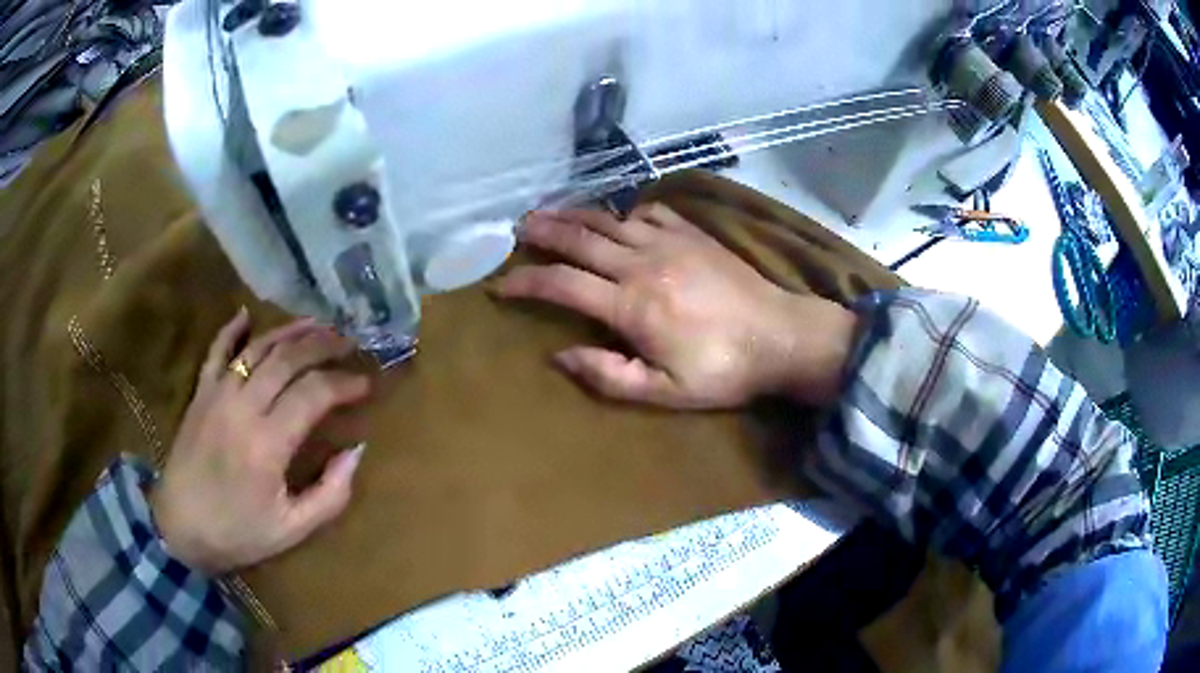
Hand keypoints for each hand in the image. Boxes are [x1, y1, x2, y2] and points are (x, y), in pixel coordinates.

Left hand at [149, 309, 370, 574]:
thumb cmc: (237, 533)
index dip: (344, 384)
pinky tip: (246, 314)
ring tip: (317, 324)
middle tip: (350, 342)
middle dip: (324, 345)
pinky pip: (216, 350)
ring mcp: (217, 394)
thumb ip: (330, 494)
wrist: (179, 528)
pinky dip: (231, 329)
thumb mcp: (292, 529)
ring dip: (290, 331)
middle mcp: (242, 408)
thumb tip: (355, 451)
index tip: (366, 384)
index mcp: (267, 444)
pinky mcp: (200, 393)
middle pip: (288, 359)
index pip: (314, 394)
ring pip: (258, 348)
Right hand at [495, 205, 856, 409]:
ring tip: (550, 213)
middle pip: (578, 238)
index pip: (562, 284)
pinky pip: (648, 211)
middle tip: (516, 229)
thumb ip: (609, 375)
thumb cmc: (723, 370)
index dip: (526, 281)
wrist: (781, 336)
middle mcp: (642, 263)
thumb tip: (561, 356)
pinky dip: (623, 212)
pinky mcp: (692, 233)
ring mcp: (669, 241)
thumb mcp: (665, 391)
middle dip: (541, 232)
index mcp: (631, 305)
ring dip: (574, 214)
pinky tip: (617, 218)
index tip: (502, 285)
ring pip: (608, 218)